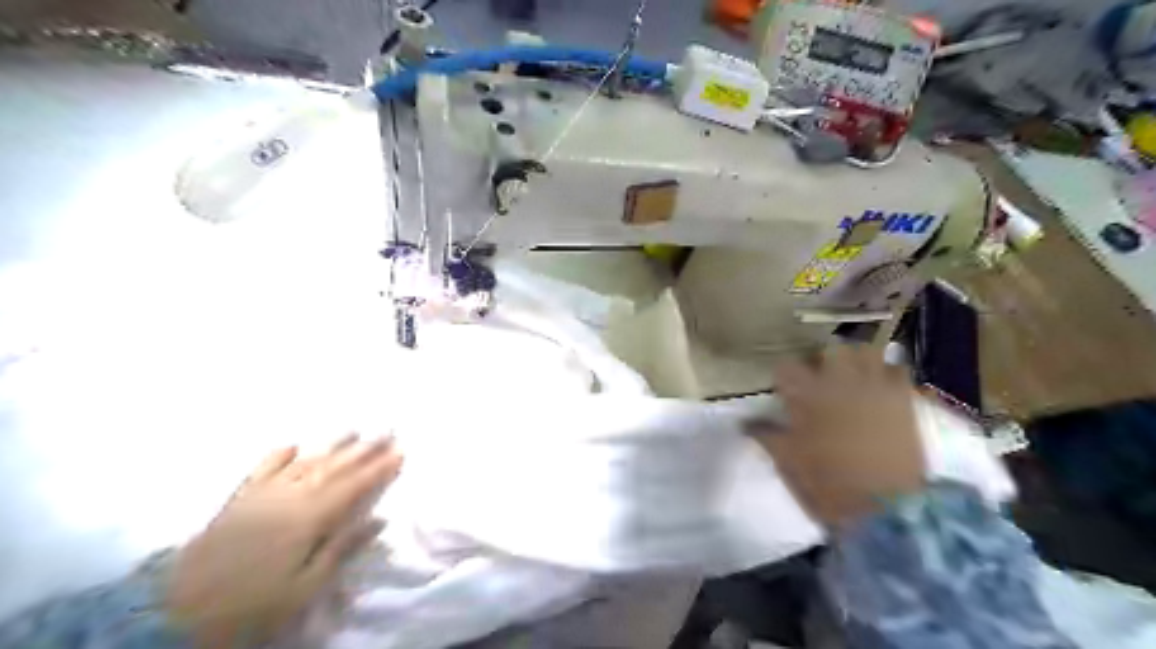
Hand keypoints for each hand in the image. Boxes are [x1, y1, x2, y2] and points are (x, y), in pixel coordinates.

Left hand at [164, 436, 403, 643]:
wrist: (179, 613)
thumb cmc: (254, 604)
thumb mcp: (306, 586)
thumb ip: (343, 548)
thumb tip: (380, 519)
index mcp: (311, 517)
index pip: (355, 486)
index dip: (380, 469)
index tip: (401, 452)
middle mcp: (291, 496)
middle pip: (335, 467)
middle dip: (364, 449)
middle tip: (388, 431)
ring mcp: (263, 494)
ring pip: (305, 462)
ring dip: (331, 446)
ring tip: (353, 430)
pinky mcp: (238, 500)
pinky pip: (262, 469)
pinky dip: (279, 455)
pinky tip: (293, 445)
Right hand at [751, 348, 926, 523]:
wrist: (888, 510)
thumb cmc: (829, 484)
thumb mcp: (788, 462)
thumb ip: (766, 435)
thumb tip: (746, 423)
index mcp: (808, 395)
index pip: (786, 368)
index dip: (783, 378)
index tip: (783, 391)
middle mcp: (841, 382)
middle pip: (830, 350)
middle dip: (823, 361)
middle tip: (819, 381)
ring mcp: (876, 388)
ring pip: (867, 352)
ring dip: (857, 361)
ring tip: (853, 378)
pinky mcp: (905, 401)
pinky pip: (898, 372)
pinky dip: (888, 375)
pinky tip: (881, 390)